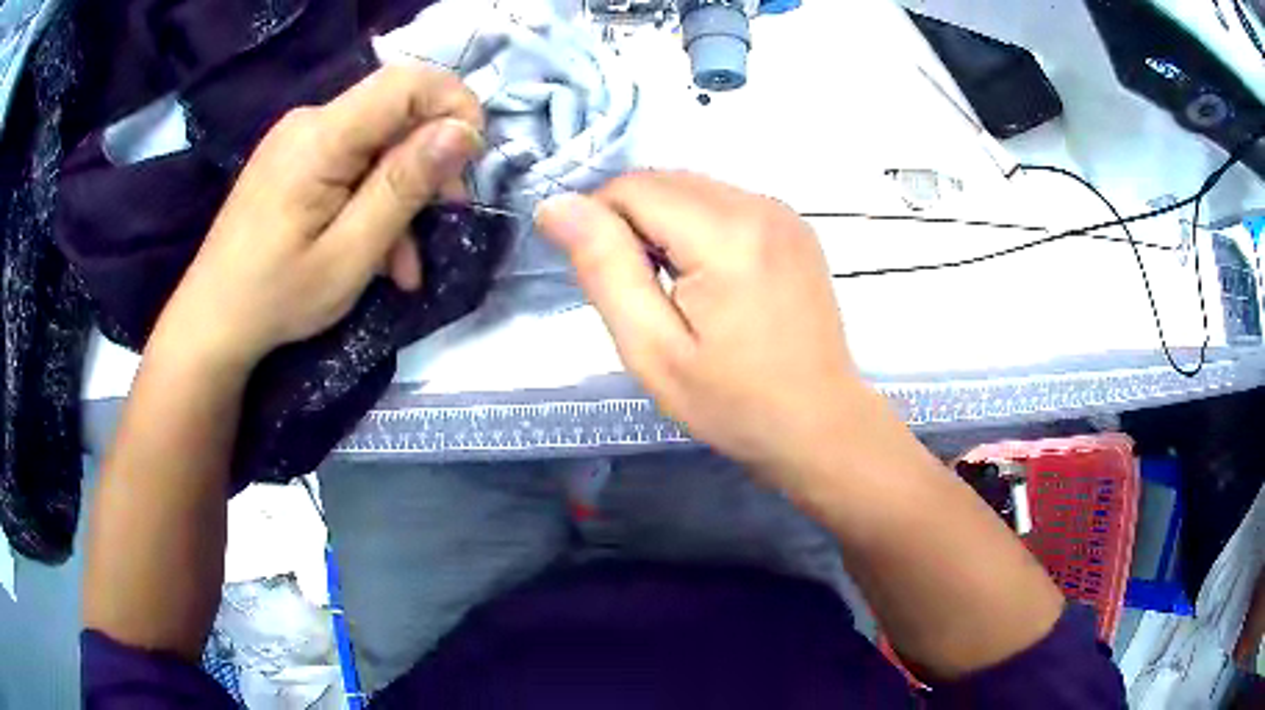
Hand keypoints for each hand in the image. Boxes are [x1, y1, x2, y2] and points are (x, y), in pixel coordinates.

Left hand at [152, 65, 484, 369]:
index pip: (407, 81)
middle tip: (441, 225)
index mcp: (321, 137)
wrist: (212, 322)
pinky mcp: (293, 160)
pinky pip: (350, 162)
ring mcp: (298, 139)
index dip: (453, 105)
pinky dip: (371, 200)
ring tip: (403, 264)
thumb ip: (405, 186)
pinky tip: (376, 251)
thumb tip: (463, 132)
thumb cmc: (276, 297)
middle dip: (427, 165)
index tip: (470, 160)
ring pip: (376, 144)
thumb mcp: (350, 253)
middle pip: (394, 114)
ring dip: (400, 195)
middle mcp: (309, 121)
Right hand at [536, 172, 875, 483]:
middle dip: (632, 223)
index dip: (600, 224)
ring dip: (664, 225)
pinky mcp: (793, 225)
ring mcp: (782, 212)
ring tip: (676, 290)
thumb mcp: (652, 350)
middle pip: (662, 181)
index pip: (632, 187)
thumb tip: (557, 205)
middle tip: (642, 292)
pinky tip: (708, 279)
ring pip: (691, 188)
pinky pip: (723, 202)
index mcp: (727, 234)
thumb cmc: (734, 403)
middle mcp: (760, 204)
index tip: (608, 280)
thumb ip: (604, 269)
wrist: (819, 423)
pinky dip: (697, 228)